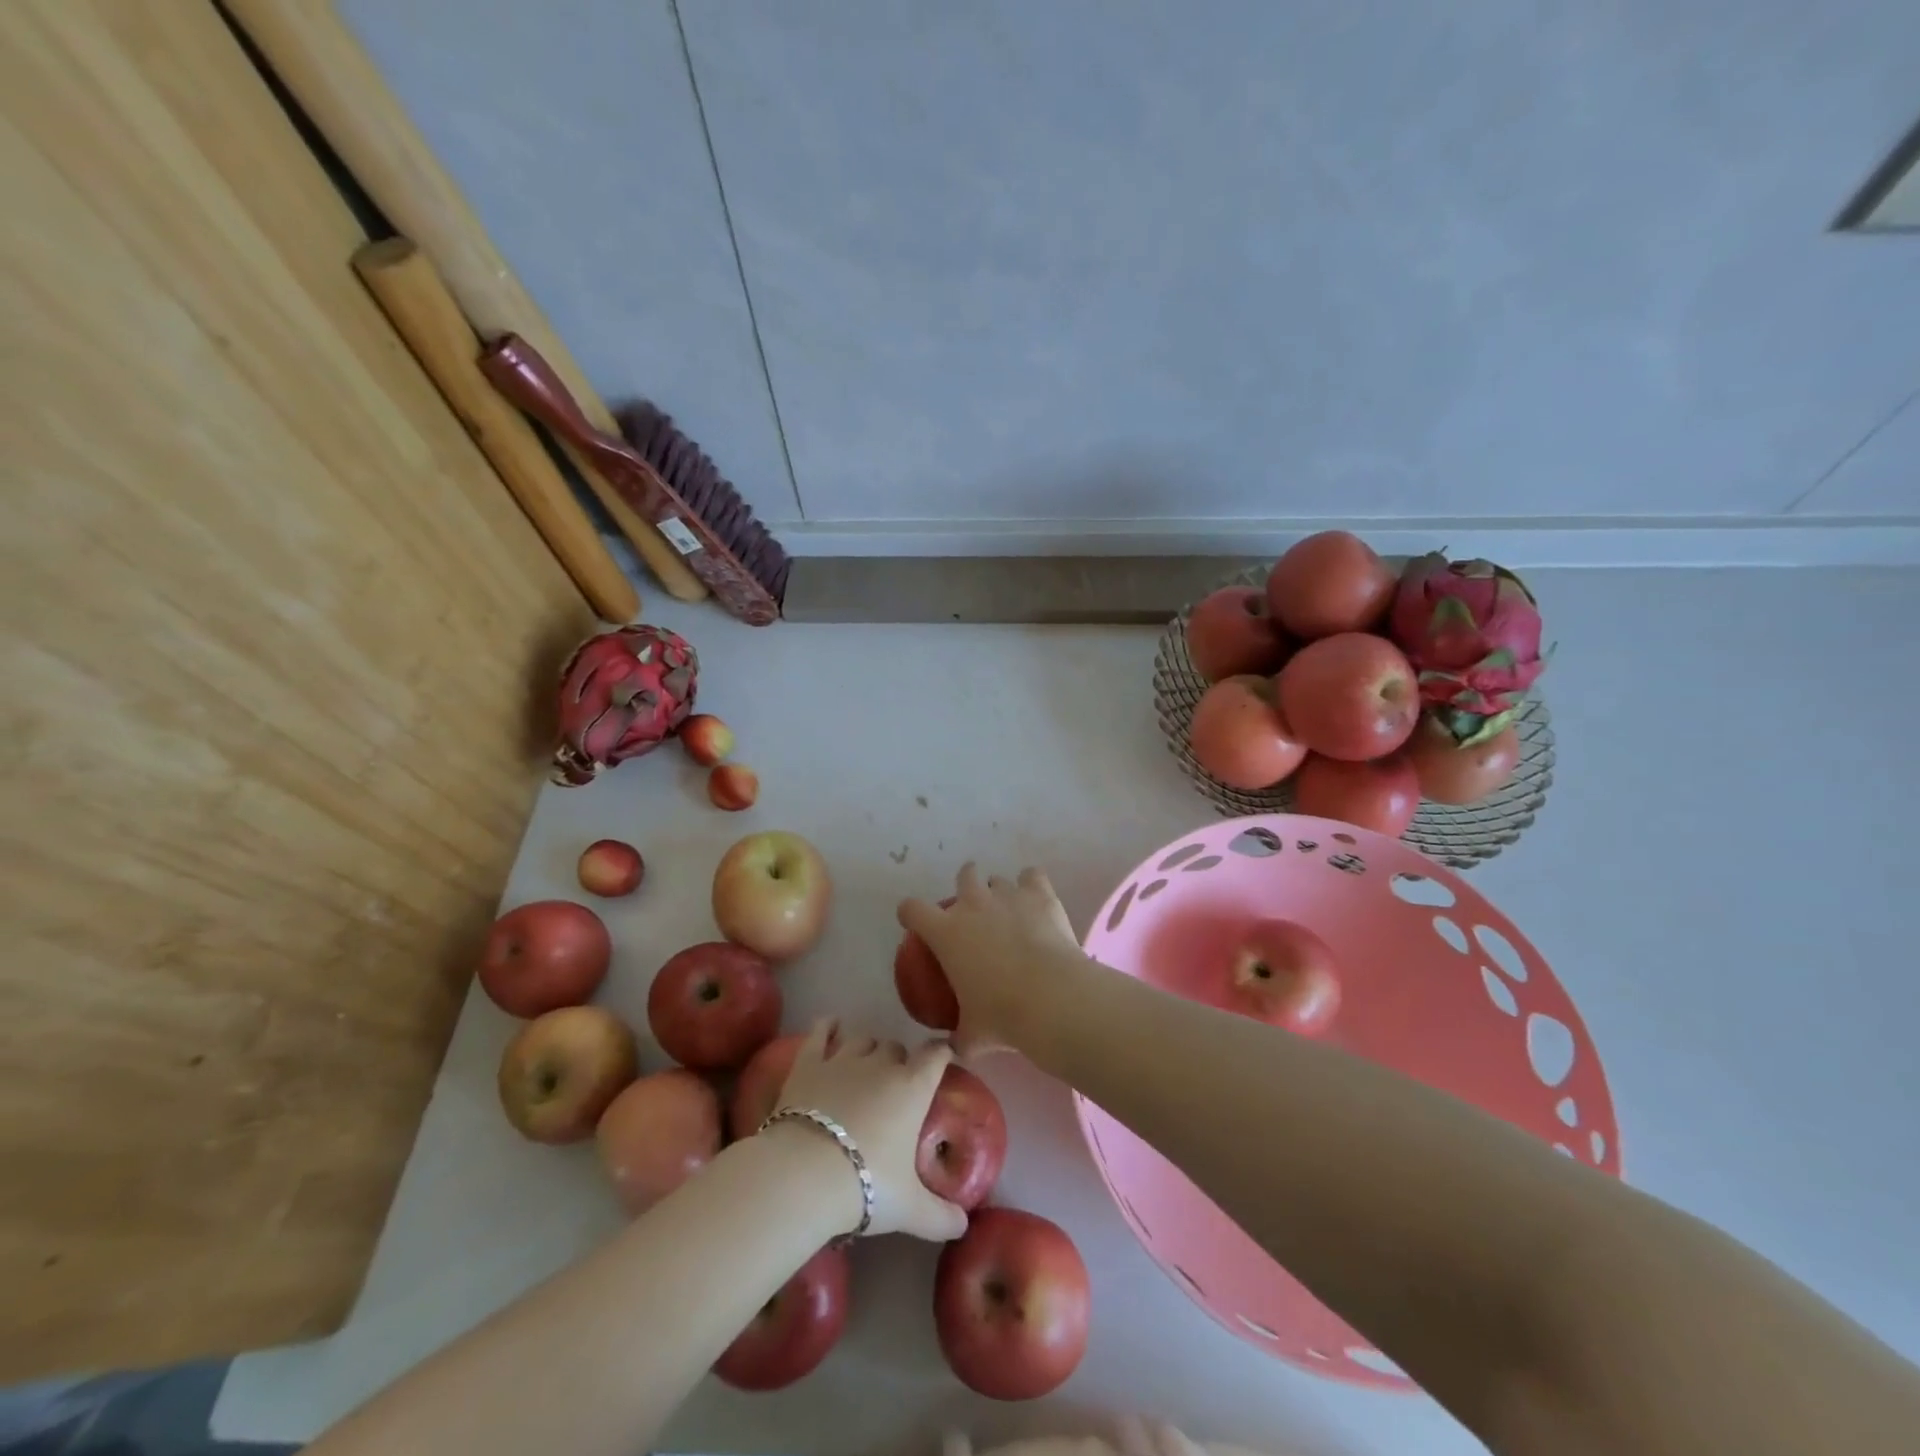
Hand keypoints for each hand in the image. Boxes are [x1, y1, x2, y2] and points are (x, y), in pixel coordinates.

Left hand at [769, 1020, 966, 1241]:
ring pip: (862, 1039)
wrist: (804, 1174)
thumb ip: (941, 1217)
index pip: (936, 1055)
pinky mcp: (808, 1063)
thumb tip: (965, 1227)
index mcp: (912, 1088)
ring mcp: (842, 1059)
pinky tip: (830, 1025)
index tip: (945, 1057)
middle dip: (899, 1061)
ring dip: (867, 1049)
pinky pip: (820, 1033)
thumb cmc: (866, 1185)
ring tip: (864, 1067)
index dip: (942, 1052)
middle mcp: (881, 1064)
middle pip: (896, 1048)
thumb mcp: (910, 1210)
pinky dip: (827, 1027)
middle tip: (895, 1087)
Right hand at [898, 863, 1088, 1054]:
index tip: (916, 922)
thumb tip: (954, 1048)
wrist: (1051, 997)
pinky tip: (1036, 900)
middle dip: (966, 887)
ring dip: (1000, 893)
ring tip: (1011, 914)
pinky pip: (1032, 875)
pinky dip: (1032, 885)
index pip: (912, 909)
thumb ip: (959, 1038)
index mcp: (946, 933)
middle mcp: (973, 904)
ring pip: (997, 879)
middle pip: (963, 876)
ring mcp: (1007, 894)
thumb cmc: (1002, 1016)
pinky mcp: (1039, 893)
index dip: (911, 913)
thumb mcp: (971, 1036)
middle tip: (974, 913)